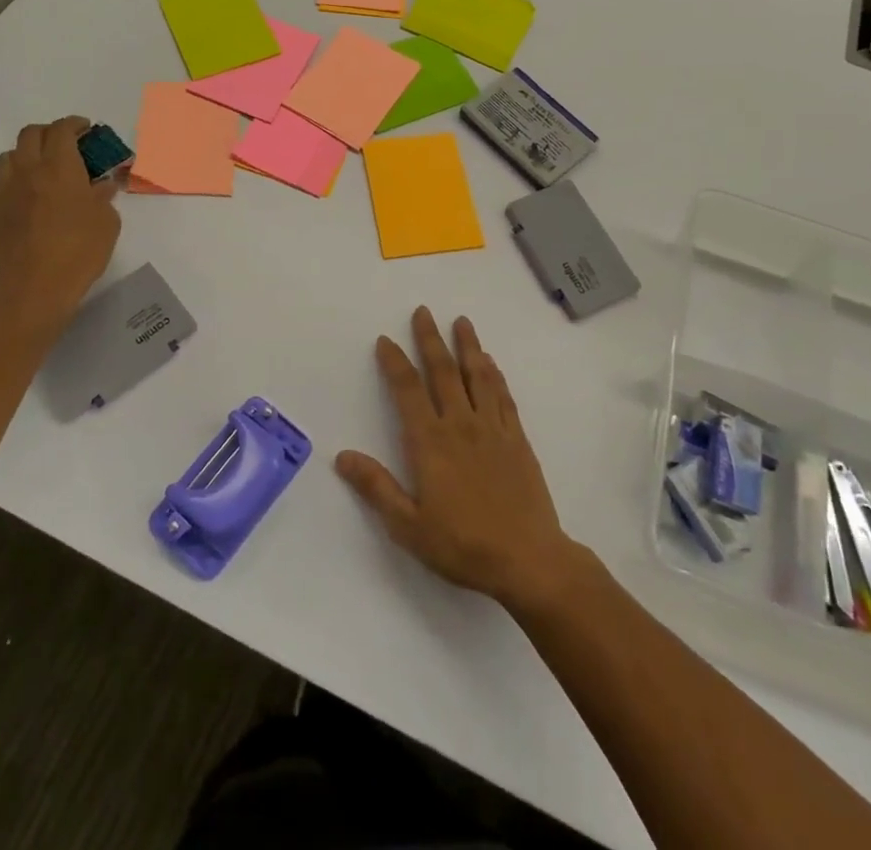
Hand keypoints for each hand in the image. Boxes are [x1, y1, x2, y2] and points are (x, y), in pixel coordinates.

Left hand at [0, 117, 120, 344]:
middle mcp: (27, 171)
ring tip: (39, 172)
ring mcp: (2, 193)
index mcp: (60, 168)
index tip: (86, 130)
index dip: (75, 124)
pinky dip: (0, 186)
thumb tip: (101, 186)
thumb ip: (103, 198)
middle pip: (31, 135)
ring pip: (6, 158)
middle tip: (65, 147)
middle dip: (49, 134)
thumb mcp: (108, 223)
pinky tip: (12, 197)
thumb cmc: (79, 253)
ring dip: (24, 157)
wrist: (34, 291)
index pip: (62, 130)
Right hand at [336, 307, 583, 613]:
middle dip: (430, 339)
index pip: (407, 390)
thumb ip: (376, 487)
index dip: (395, 362)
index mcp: (430, 442)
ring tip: (461, 321)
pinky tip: (491, 363)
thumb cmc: (463, 545)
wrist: (528, 559)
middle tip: (423, 311)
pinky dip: (495, 374)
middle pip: (443, 371)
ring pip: (478, 376)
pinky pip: (503, 396)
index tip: (385, 340)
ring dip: (468, 346)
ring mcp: (492, 428)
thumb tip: (343, 456)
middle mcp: (460, 424)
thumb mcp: (408, 526)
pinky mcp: (517, 438)